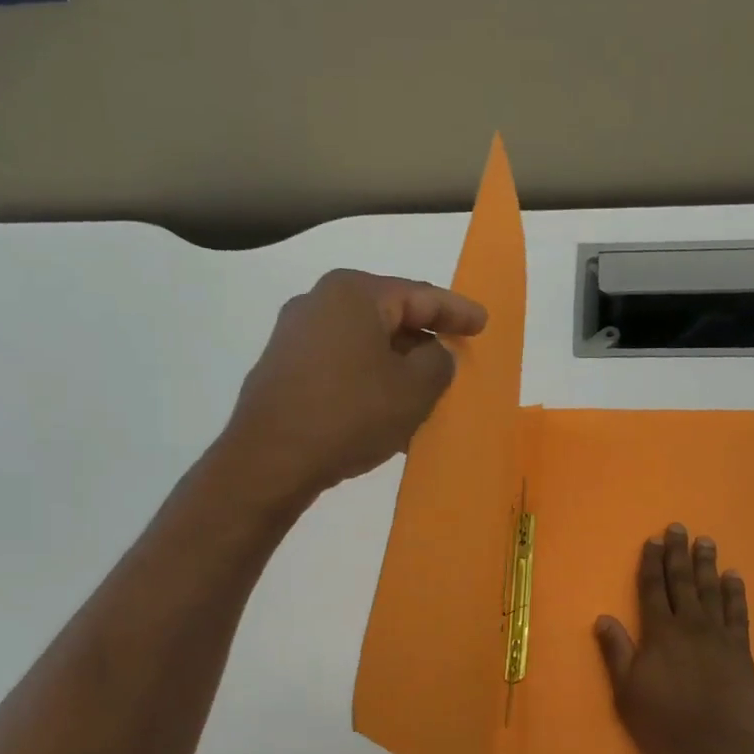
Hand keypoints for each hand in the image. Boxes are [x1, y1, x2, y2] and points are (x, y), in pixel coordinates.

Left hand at [220, 269, 487, 505]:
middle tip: (452, 359)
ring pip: (363, 346)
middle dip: (423, 341)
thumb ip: (438, 363)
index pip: (419, 295)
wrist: (271, 459)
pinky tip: (384, 412)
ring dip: (395, 368)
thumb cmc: (351, 414)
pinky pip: (340, 367)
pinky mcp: (282, 369)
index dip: (456, 311)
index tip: (482, 323)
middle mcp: (318, 303)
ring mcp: (294, 336)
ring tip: (422, 395)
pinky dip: (367, 382)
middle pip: (388, 317)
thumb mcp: (414, 390)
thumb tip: (433, 354)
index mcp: (354, 294)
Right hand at [595, 524, 753, 753]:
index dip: (651, 564)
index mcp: (659, 634)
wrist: (718, 751)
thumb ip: (617, 652)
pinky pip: (738, 613)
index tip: (652, 540)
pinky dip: (735, 592)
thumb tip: (603, 617)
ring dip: (707, 564)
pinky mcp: (741, 650)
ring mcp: (719, 636)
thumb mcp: (627, 692)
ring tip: (706, 541)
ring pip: (711, 590)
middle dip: (678, 553)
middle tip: (678, 527)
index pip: (652, 590)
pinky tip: (734, 576)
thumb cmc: (665, 724)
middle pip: (682, 582)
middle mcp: (689, 626)